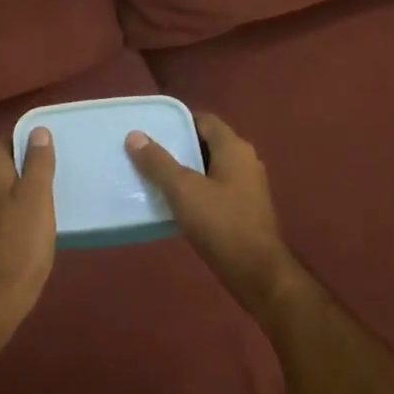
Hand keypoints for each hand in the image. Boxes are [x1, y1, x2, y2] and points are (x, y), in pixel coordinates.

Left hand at [0, 127, 56, 345]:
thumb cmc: (20, 240)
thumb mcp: (37, 196)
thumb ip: (38, 162)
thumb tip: (38, 131)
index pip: (3, 142)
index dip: (25, 138)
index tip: (50, 142)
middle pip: (1, 166)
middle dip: (25, 163)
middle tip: (56, 167)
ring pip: (0, 189)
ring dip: (21, 187)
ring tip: (50, 193)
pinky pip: (0, 211)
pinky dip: (16, 208)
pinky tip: (35, 220)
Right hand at [125, 113, 304, 323]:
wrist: (258, 273)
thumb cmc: (221, 224)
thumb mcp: (183, 190)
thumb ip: (158, 162)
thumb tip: (134, 135)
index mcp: (234, 148)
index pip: (204, 120)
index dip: (178, 122)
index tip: (151, 130)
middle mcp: (246, 160)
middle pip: (207, 143)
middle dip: (179, 147)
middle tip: (147, 154)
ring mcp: (248, 186)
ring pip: (211, 168)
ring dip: (187, 171)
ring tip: (155, 178)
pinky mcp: (246, 209)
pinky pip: (217, 189)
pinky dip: (197, 190)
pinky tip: (177, 204)